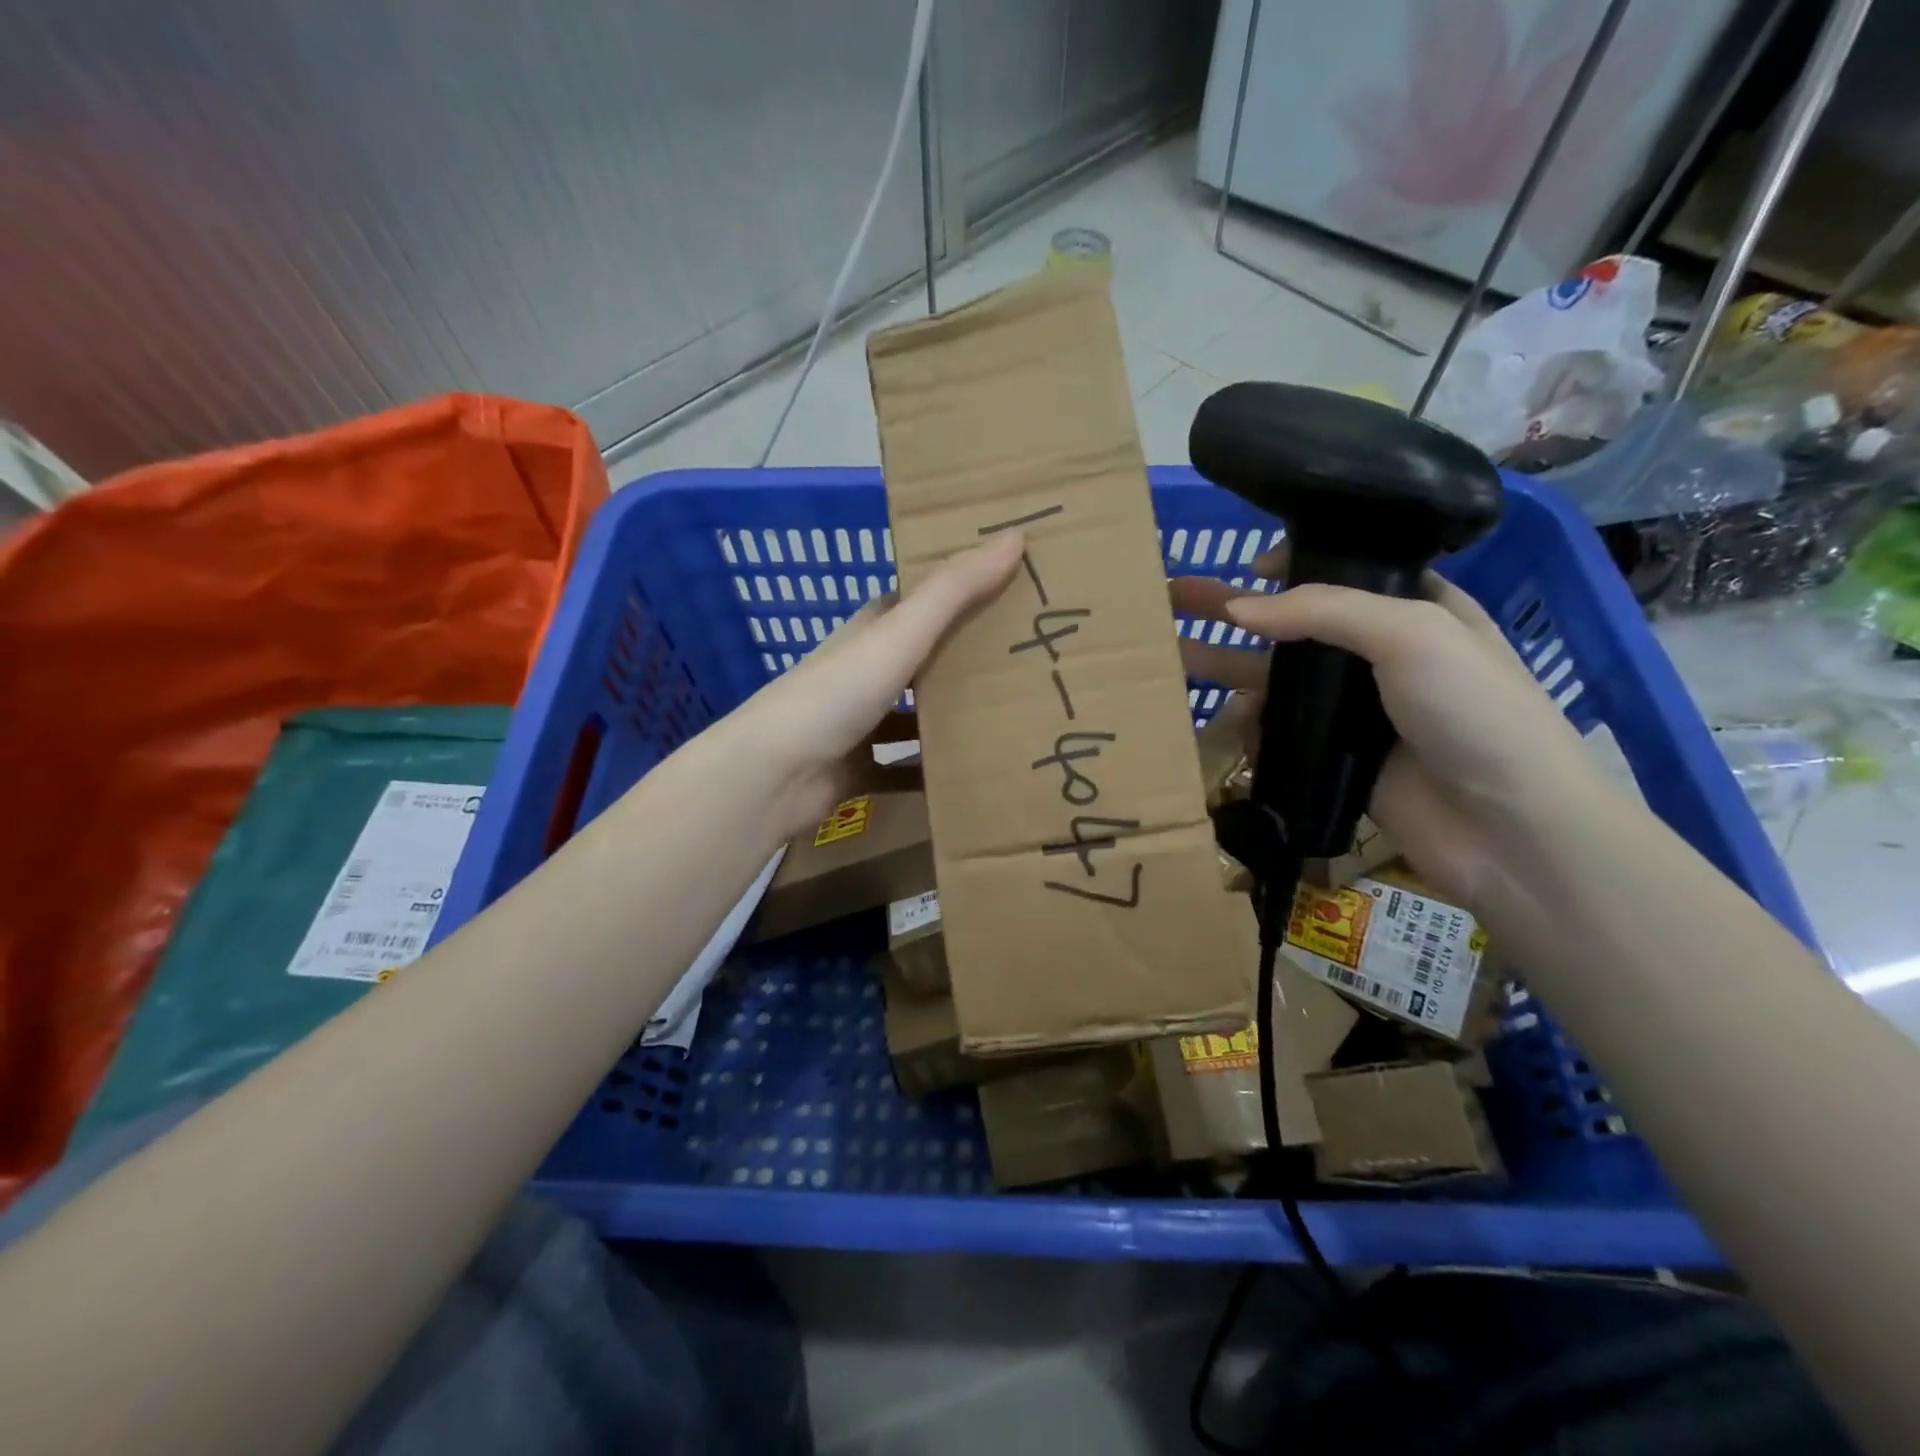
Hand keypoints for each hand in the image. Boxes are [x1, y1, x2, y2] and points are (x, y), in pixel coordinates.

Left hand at [734, 532, 1024, 838]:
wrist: (773, 775)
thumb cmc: (836, 694)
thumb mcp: (900, 634)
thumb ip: (954, 590)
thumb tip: (1014, 534)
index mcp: (869, 633)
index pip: (914, 602)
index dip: (955, 592)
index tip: (1006, 588)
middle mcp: (862, 673)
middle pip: (920, 659)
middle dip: (963, 659)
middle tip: (1024, 660)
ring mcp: (857, 724)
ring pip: (913, 716)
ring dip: (950, 719)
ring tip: (1010, 721)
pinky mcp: (857, 769)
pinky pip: (903, 769)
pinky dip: (930, 773)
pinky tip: (969, 778)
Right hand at [1172, 550, 1611, 907]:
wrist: (1507, 828)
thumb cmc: (1474, 711)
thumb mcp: (1413, 632)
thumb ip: (1324, 611)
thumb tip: (1237, 608)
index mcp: (1412, 610)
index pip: (1343, 574)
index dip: (1293, 565)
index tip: (1249, 566)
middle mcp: (1377, 656)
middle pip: (1291, 624)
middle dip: (1232, 608)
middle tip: (1172, 594)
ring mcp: (1352, 711)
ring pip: (1275, 680)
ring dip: (1224, 665)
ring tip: (1169, 654)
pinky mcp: (1332, 758)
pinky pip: (1276, 732)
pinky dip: (1248, 725)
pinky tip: (1224, 721)